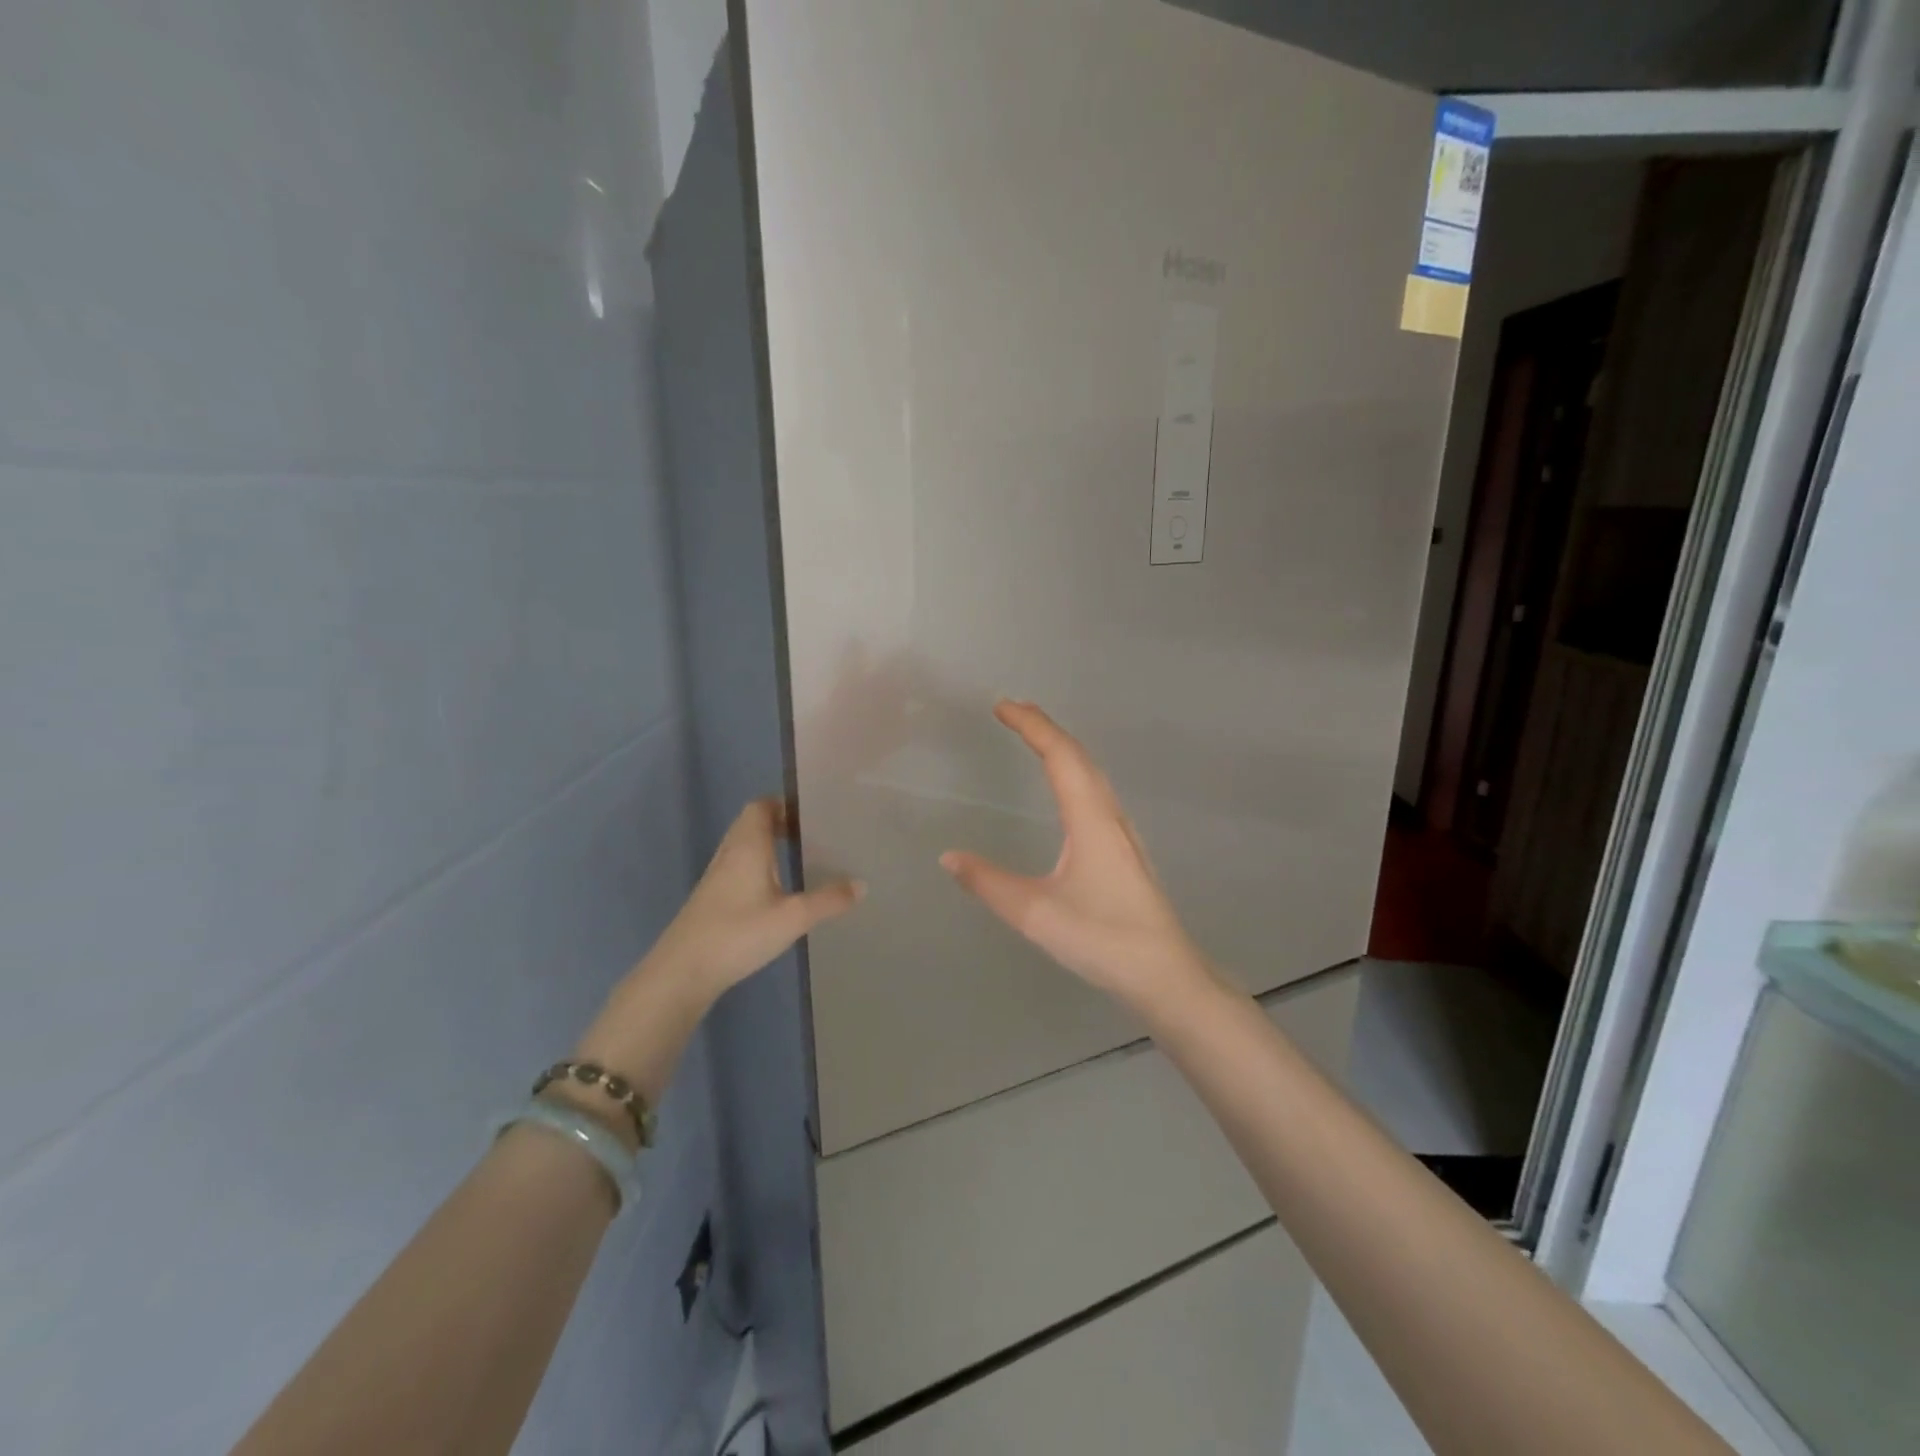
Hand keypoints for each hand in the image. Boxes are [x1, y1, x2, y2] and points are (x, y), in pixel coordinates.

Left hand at [576, 800, 861, 1104]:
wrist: (683, 971)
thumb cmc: (739, 933)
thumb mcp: (793, 917)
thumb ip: (829, 900)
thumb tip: (862, 884)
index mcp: (748, 845)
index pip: (761, 806)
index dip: (784, 804)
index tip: (811, 813)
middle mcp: (730, 853)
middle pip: (751, 823)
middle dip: (779, 823)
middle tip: (812, 834)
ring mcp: (716, 876)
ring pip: (743, 846)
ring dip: (767, 845)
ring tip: (799, 857)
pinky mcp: (711, 898)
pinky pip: (738, 866)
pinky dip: (757, 866)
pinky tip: (775, 890)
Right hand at [941, 701, 1211, 1010]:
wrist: (1165, 973)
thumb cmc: (1103, 939)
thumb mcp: (1036, 914)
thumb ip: (989, 884)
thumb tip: (949, 857)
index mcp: (1090, 819)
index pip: (1059, 755)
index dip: (1031, 725)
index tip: (1001, 706)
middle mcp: (1109, 815)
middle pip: (1078, 756)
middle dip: (1045, 727)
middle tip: (1013, 710)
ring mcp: (1122, 831)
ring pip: (1091, 773)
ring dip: (1062, 747)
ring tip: (1035, 736)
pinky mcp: (1125, 848)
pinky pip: (1096, 791)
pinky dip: (1074, 770)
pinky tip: (1067, 787)